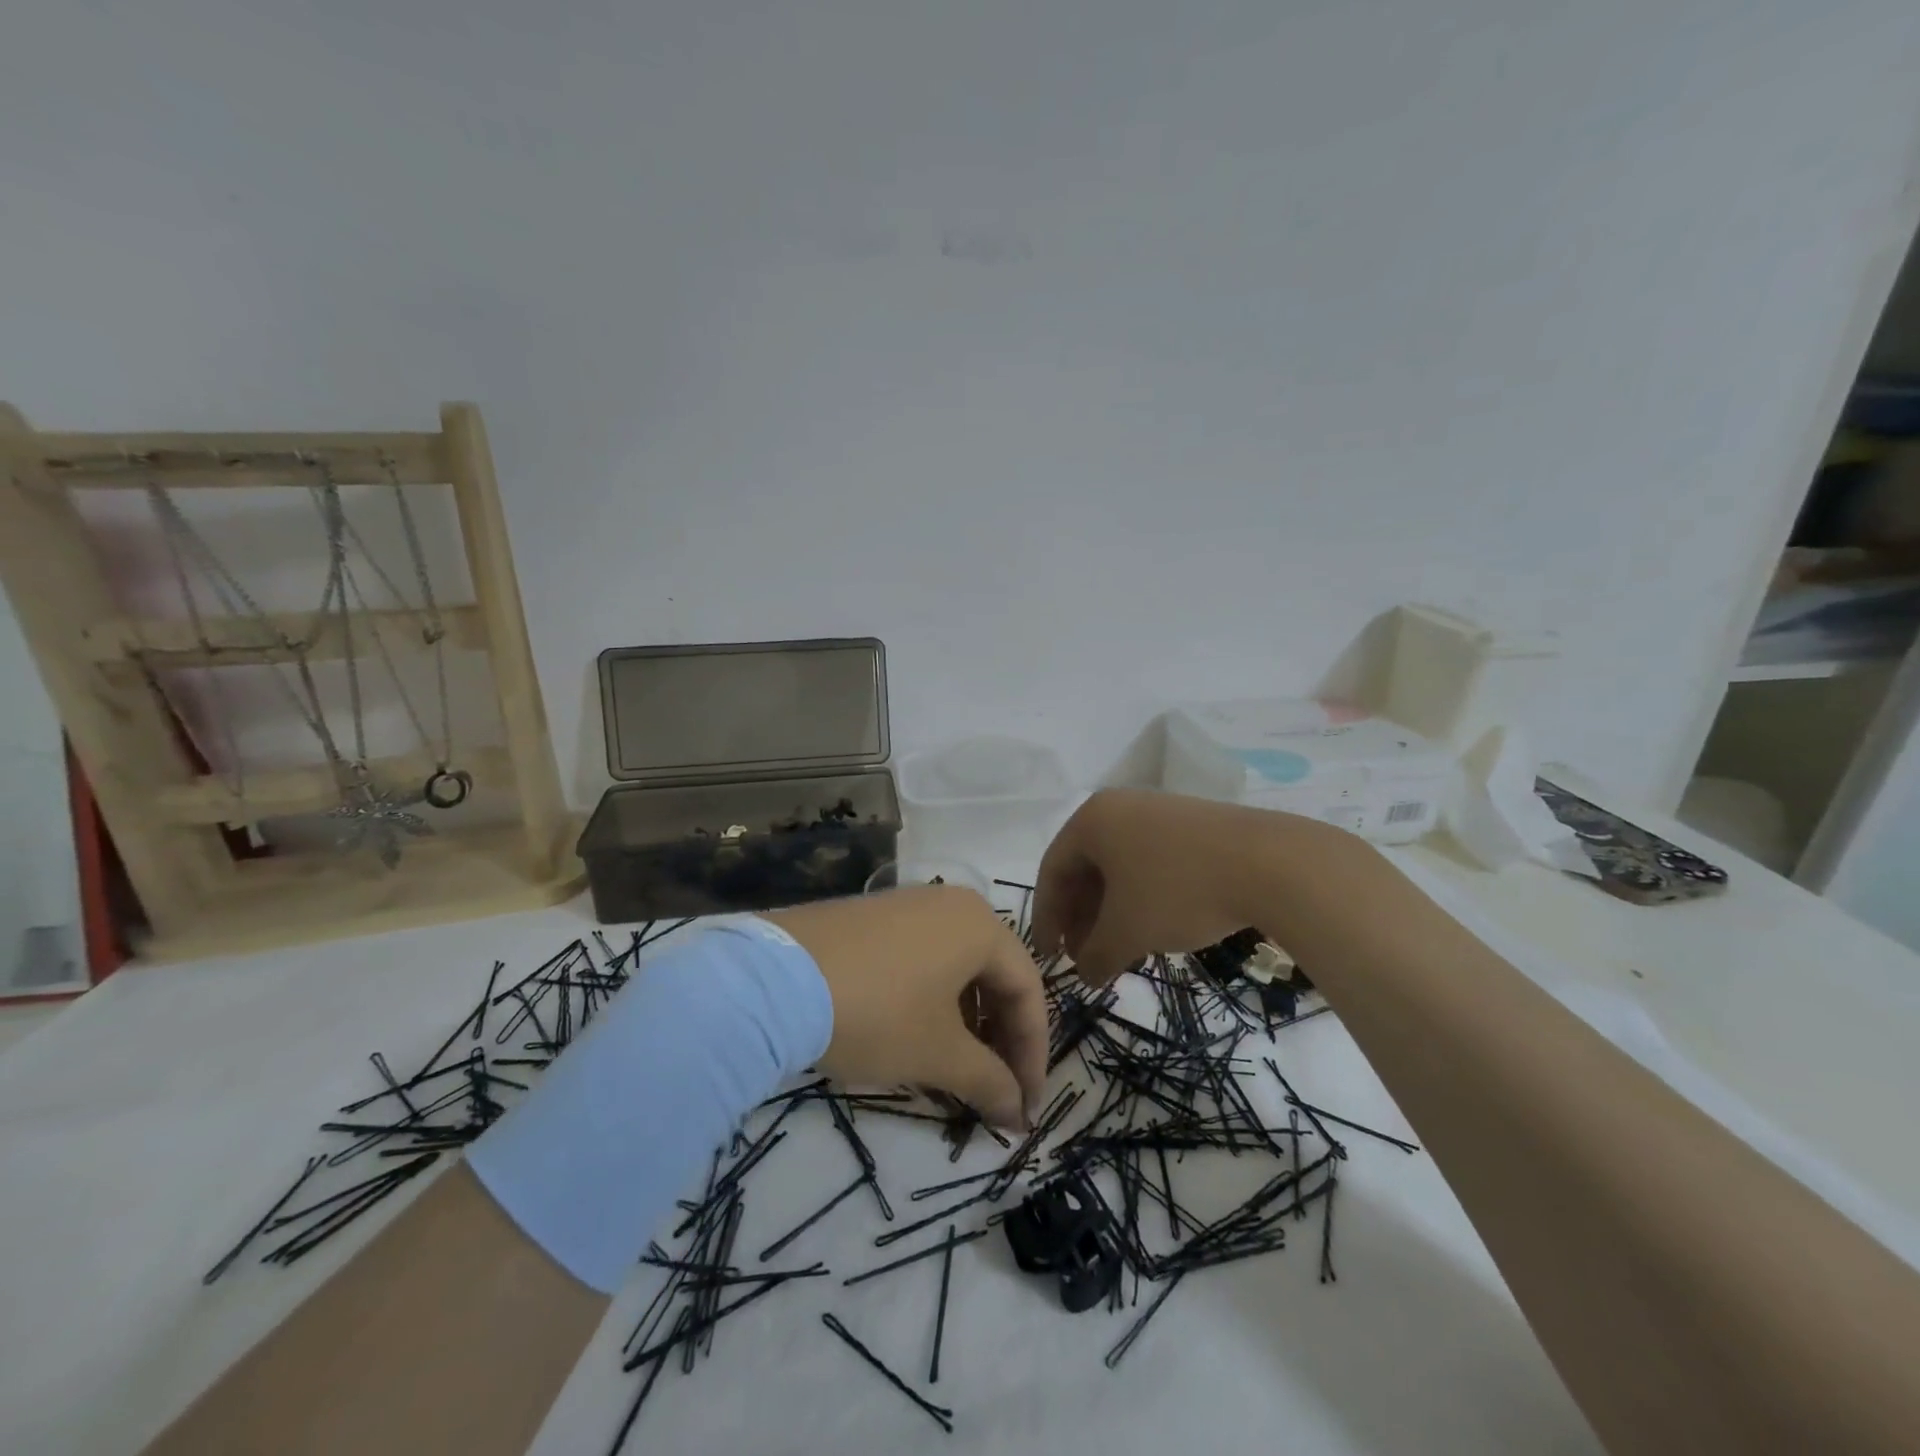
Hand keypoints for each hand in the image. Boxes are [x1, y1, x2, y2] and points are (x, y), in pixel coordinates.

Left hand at [766, 885, 1046, 1130]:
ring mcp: (908, 906)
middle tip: (997, 1091)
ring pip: (957, 968)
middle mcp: (951, 904)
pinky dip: (933, 1001)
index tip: (1025, 1107)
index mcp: (980, 924)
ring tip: (957, 1070)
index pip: (1028, 990)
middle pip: (995, 975)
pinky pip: (923, 959)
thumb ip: (989, 1081)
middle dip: (1001, 1038)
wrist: (776, 979)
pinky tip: (917, 1035)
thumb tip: (1018, 1113)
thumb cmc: (877, 1012)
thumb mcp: (938, 1053)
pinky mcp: (872, 918)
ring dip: (968, 1022)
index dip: (1033, 1054)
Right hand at [1033, 788, 1301, 985]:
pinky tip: (1155, 931)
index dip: (1046, 917)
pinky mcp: (1193, 826)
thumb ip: (1095, 955)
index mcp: (1092, 820)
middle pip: (1085, 868)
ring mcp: (1158, 813)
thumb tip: (1086, 975)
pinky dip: (1141, 899)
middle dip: (1081, 919)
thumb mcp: (1128, 931)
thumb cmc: (1179, 890)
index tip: (1048, 955)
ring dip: (1111, 913)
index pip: (1052, 870)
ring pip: (1120, 868)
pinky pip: (1150, 863)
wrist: (1272, 863)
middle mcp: (1120, 808)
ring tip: (1121, 952)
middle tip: (1085, 959)